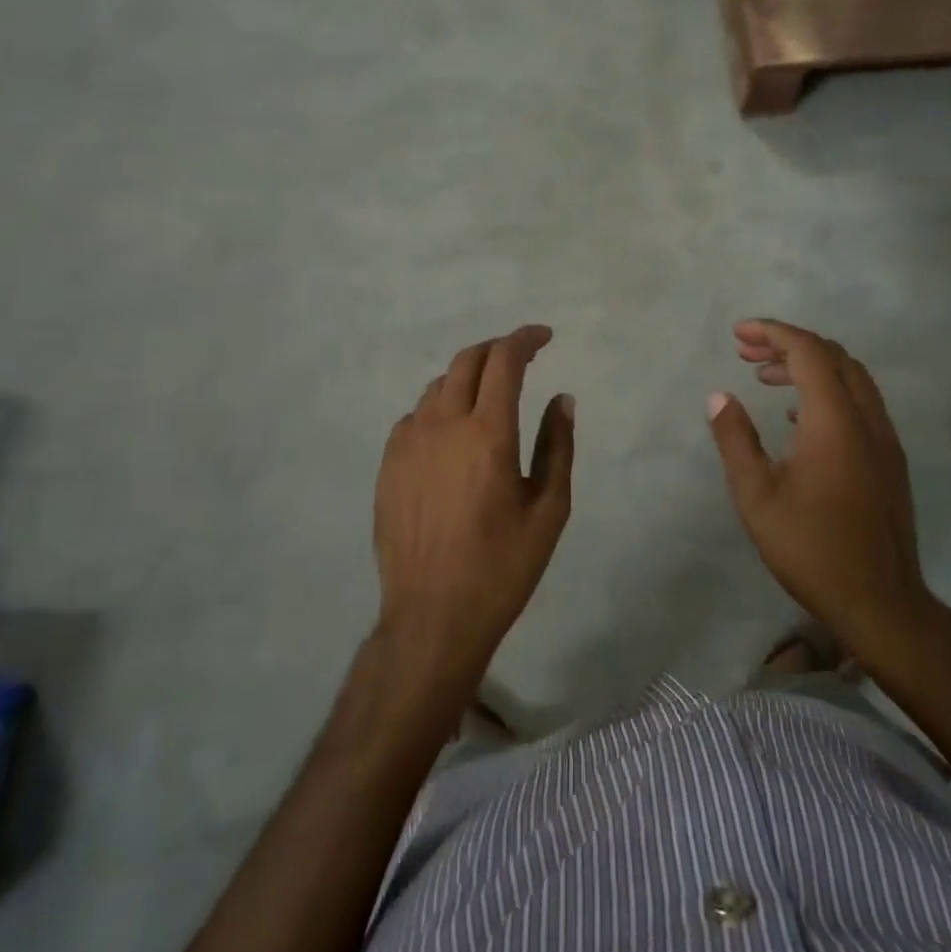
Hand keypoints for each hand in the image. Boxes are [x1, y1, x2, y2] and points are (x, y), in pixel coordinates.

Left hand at [372, 325, 574, 695]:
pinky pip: (415, 416)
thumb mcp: (548, 510)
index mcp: (487, 433)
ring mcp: (408, 442)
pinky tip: (450, 433)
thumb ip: (558, 446)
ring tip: (488, 394)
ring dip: (467, 377)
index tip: (544, 337)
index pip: (504, 361)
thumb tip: (562, 399)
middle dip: (497, 348)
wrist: (432, 615)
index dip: (525, 339)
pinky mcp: (388, 463)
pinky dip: (439, 408)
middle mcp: (443, 424)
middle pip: (467, 360)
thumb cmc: (502, 566)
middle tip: (520, 358)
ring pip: (438, 385)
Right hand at [708, 319, 940, 674]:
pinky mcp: (890, 460)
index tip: (739, 334)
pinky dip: (828, 391)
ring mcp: (884, 440)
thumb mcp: (756, 495)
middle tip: (746, 352)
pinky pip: (860, 403)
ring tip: (765, 376)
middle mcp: (866, 420)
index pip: (808, 352)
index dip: (773, 333)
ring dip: (810, 366)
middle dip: (788, 343)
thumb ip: (735, 439)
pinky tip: (796, 417)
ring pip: (851, 378)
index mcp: (834, 422)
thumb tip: (719, 396)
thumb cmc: (810, 548)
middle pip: (833, 356)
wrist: (881, 603)